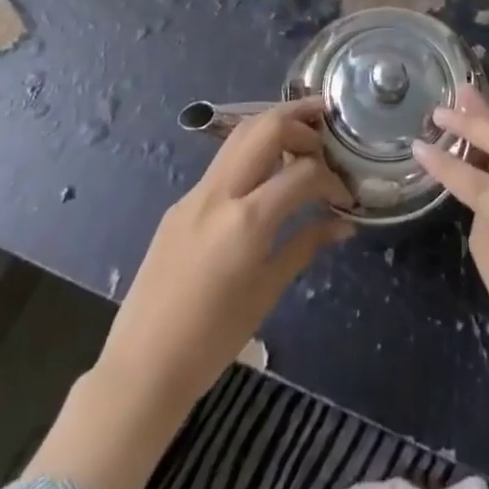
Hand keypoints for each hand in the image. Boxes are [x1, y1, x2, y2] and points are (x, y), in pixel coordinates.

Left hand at [24, 99, 352, 488]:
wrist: (142, 367)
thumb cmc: (213, 339)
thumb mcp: (268, 291)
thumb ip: (306, 245)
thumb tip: (343, 224)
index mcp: (247, 219)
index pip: (302, 173)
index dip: (331, 179)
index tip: (345, 197)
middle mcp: (221, 192)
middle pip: (266, 127)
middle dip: (301, 121)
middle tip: (327, 129)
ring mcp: (196, 192)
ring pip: (241, 134)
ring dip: (274, 125)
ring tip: (302, 132)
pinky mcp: (182, 202)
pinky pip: (224, 161)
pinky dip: (252, 150)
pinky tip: (267, 170)